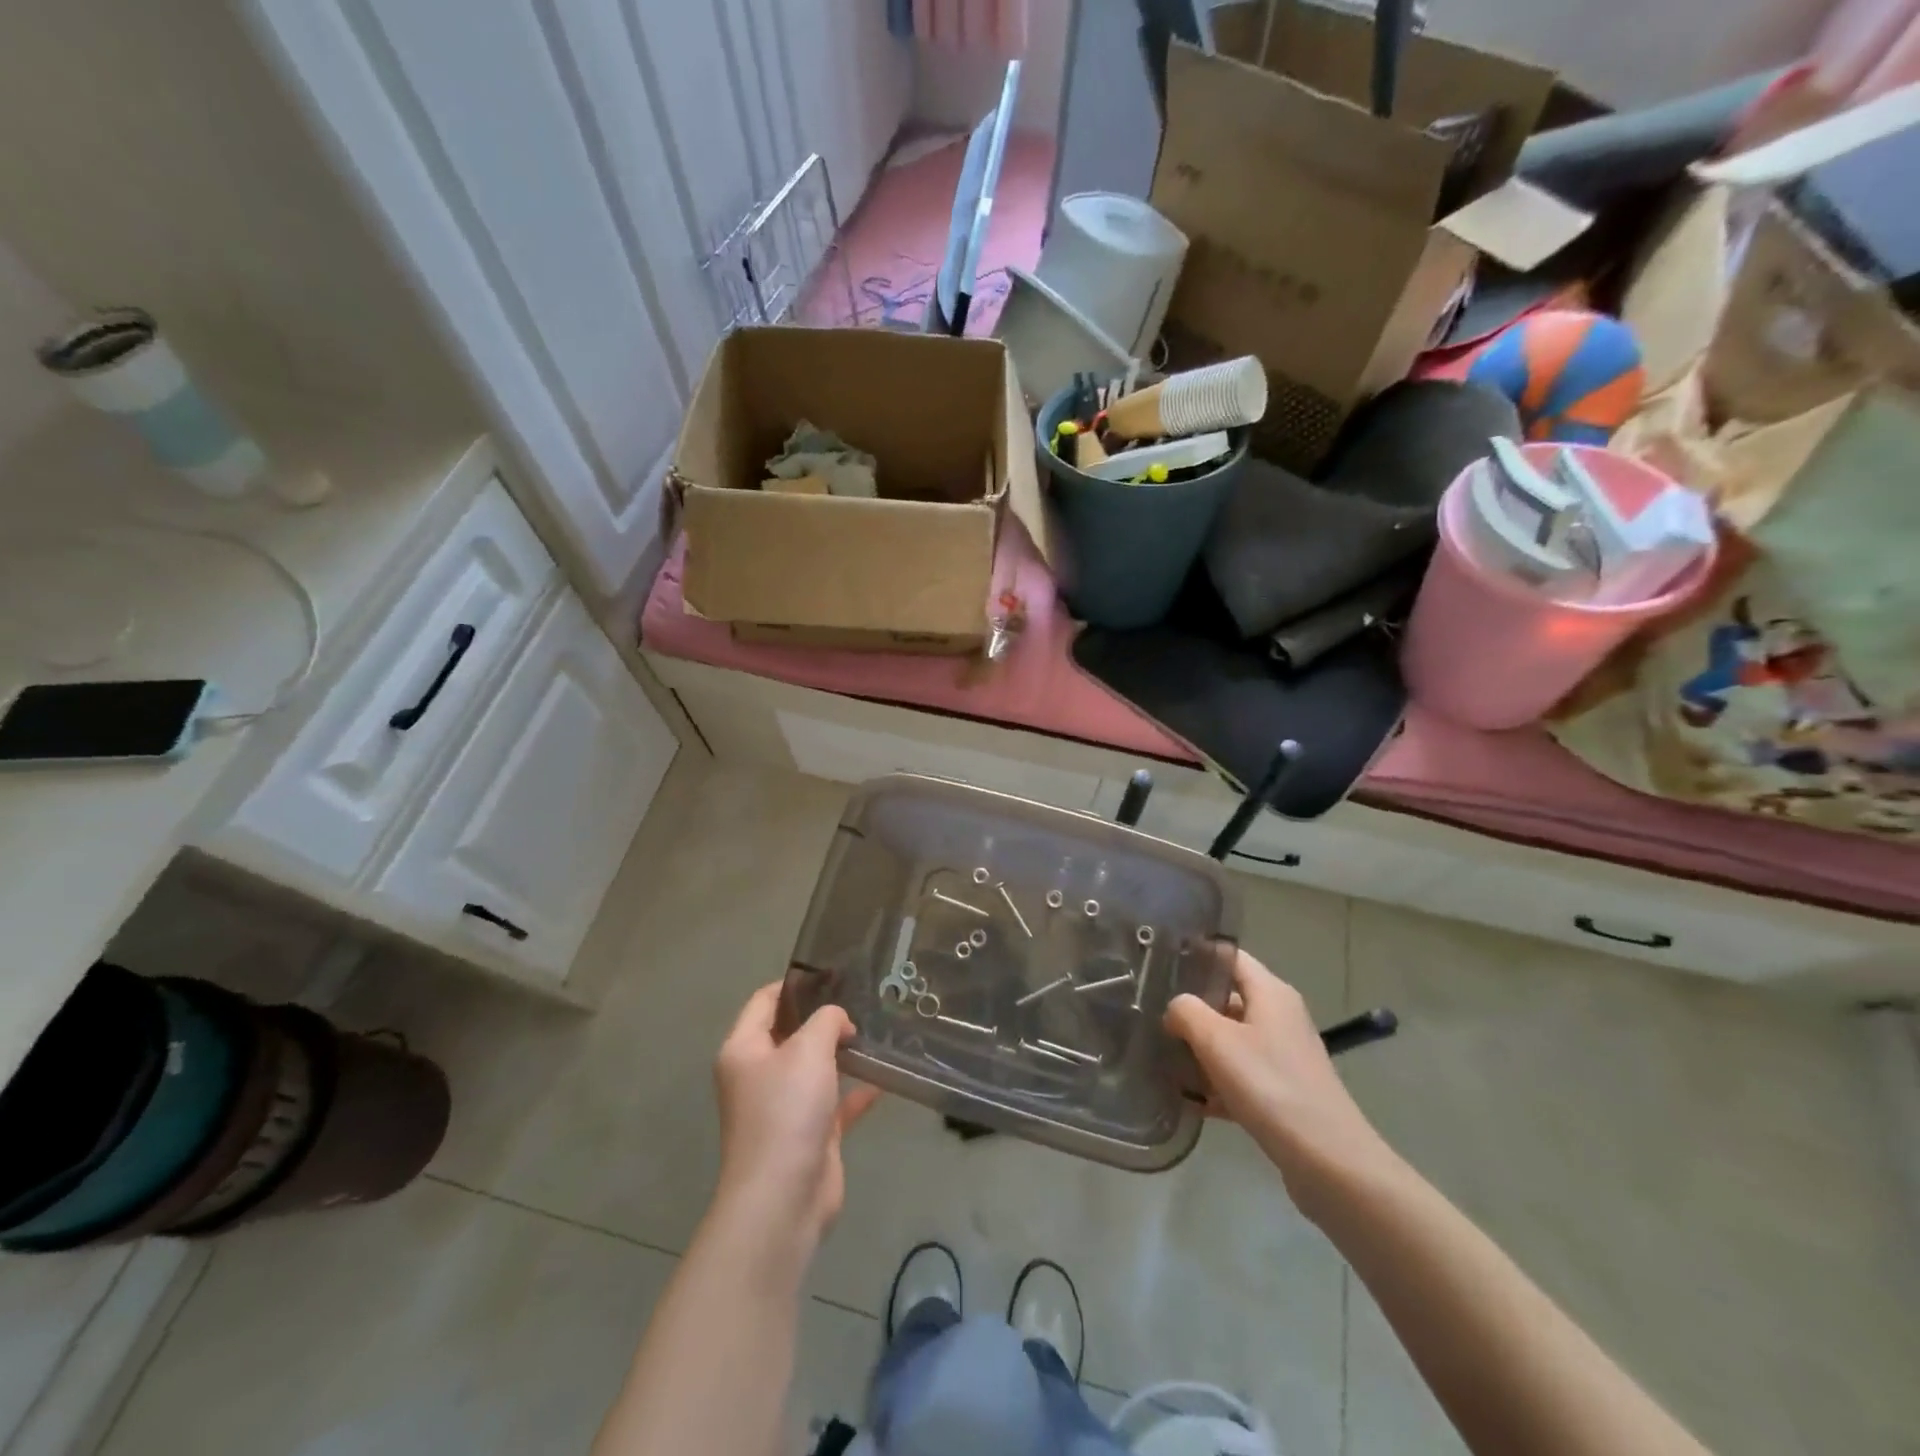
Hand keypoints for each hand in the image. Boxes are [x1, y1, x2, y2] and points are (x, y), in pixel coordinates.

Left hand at [711, 983, 880, 1251]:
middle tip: (862, 999)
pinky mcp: (808, 1134)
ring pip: (815, 1068)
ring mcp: (783, 1107)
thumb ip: (827, 1020)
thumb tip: (838, 1021)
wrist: (783, 1198)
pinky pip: (834, 1102)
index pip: (765, 1001)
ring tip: (876, 1031)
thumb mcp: (808, 1049)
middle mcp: (759, 1075)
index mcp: (744, 1049)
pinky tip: (883, 1079)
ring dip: (842, 1053)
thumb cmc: (787, 1111)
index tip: (833, 974)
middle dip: (823, 1018)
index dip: (796, 984)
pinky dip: (855, 1091)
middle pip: (791, 1033)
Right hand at [1164, 951, 1390, 1214]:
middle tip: (1152, 1016)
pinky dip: (1217, 1084)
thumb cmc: (1270, 1086)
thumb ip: (1186, 1012)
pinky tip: (1191, 1101)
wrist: (1329, 1162)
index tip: (1161, 966)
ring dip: (1200, 1050)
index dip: (1197, 956)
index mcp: (1271, 993)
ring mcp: (1284, 1055)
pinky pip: (1241, 1076)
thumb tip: (1175, 1008)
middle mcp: (1280, 1017)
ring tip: (1163, 1058)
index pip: (1230, 957)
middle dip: (1191, 1008)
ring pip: (1232, 1040)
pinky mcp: (1283, 1091)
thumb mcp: (1217, 1041)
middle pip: (1227, 998)